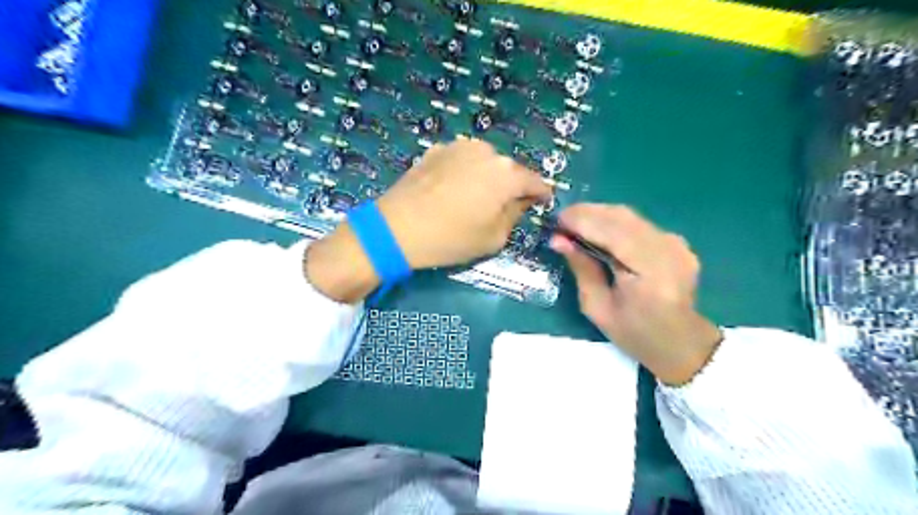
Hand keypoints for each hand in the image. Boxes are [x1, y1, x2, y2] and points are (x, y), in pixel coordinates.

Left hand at [376, 140, 546, 268]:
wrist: (396, 228)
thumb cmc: (451, 238)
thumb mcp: (494, 238)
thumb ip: (515, 215)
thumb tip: (520, 201)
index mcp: (506, 174)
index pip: (535, 182)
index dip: (541, 194)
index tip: (542, 203)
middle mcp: (487, 152)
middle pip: (509, 170)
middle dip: (511, 187)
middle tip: (503, 207)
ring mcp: (458, 146)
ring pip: (484, 163)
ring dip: (486, 177)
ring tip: (474, 199)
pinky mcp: (436, 150)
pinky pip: (461, 161)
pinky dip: (463, 173)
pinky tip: (451, 192)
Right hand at [552, 203, 723, 384]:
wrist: (681, 343)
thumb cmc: (634, 334)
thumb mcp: (598, 308)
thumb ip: (581, 269)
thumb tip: (558, 240)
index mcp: (651, 274)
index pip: (614, 233)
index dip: (583, 221)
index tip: (556, 220)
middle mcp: (668, 251)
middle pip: (622, 217)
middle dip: (587, 213)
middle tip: (560, 221)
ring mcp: (676, 243)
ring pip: (629, 216)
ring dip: (598, 215)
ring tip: (574, 224)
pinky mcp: (677, 241)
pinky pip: (638, 224)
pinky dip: (614, 223)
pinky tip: (598, 231)